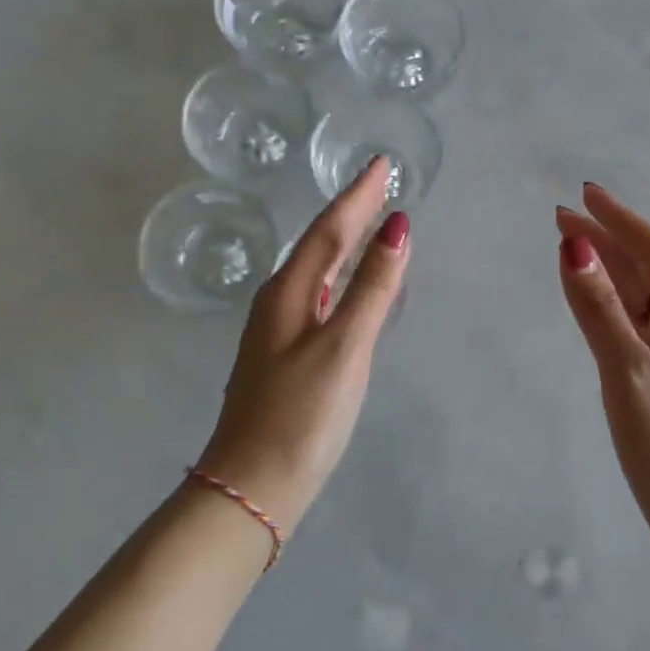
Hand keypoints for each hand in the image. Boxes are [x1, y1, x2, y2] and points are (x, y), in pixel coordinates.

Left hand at [197, 157, 409, 535]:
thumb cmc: (301, 416)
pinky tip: (351, 286)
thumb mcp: (344, 348)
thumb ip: (371, 288)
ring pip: (318, 271)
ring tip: (371, 221)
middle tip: (381, 184)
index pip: (329, 228)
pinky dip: (341, 279)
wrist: (252, 486)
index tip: (382, 163)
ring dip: (345, 242)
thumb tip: (397, 227)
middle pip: (320, 243)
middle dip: (351, 211)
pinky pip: (320, 297)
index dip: (358, 195)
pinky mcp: (287, 356)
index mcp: (289, 292)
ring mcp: (280, 330)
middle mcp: (280, 302)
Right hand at [556, 183, 649, 539]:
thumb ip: (598, 309)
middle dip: (605, 237)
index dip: (618, 217)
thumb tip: (575, 246)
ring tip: (572, 247)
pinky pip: (633, 320)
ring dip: (606, 266)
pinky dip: (609, 300)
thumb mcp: (628, 370)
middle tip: (561, 217)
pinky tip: (595, 303)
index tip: (584, 192)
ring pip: (638, 293)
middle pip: (643, 266)